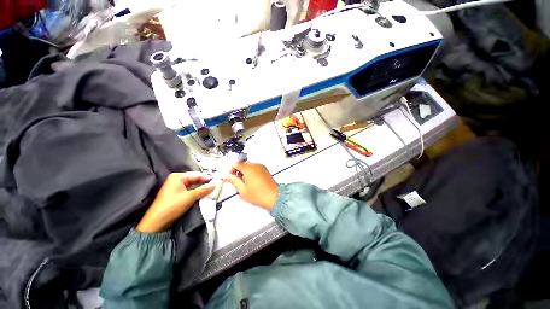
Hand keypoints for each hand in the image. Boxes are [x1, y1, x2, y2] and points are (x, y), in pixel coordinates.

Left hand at [136, 172, 215, 232]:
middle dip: (204, 184)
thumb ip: (203, 189)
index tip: (217, 182)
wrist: (156, 222)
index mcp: (177, 177)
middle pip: (194, 179)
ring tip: (210, 191)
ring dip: (201, 189)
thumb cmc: (172, 206)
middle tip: (215, 187)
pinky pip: (189, 191)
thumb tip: (215, 184)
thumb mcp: (190, 197)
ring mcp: (175, 187)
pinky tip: (202, 195)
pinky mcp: (176, 195)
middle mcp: (176, 180)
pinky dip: (196, 193)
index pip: (196, 175)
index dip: (207, 178)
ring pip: (192, 186)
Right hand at [225, 162, 277, 209]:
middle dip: (239, 172)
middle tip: (239, 183)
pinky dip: (252, 173)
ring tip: (246, 184)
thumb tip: (227, 176)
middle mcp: (255, 165)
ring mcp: (261, 167)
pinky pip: (255, 168)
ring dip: (245, 172)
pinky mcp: (265, 170)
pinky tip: (253, 183)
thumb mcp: (242, 191)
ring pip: (249, 166)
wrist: (275, 197)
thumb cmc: (258, 195)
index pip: (236, 164)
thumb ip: (234, 182)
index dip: (232, 171)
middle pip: (243, 164)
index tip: (231, 179)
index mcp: (248, 168)